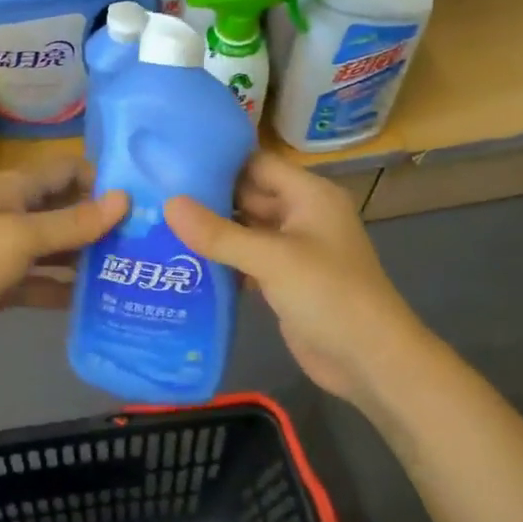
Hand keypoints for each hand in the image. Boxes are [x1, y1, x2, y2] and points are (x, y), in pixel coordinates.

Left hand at [0, 157, 127, 365]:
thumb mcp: (20, 239)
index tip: (146, 198)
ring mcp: (5, 252)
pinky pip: (41, 282)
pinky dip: (64, 290)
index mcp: (14, 190)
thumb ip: (72, 223)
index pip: (68, 172)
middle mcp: (12, 215)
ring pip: (56, 250)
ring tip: (135, 271)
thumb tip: (123, 199)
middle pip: (66, 211)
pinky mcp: (0, 286)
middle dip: (103, 223)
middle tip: (151, 241)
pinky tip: (99, 302)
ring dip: (88, 259)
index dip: (103, 180)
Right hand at [166, 152, 424, 407]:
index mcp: (309, 195)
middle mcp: (301, 215)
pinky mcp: (283, 280)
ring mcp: (292, 250)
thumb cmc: (329, 295)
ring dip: (210, 231)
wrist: (369, 360)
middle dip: (206, 197)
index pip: (256, 164)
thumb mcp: (273, 259)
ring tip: (156, 223)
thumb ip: (219, 233)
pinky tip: (181, 262)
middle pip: (247, 195)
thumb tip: (168, 204)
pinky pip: (246, 260)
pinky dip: (220, 261)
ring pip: (244, 230)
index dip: (216, 161)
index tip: (169, 161)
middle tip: (152, 195)